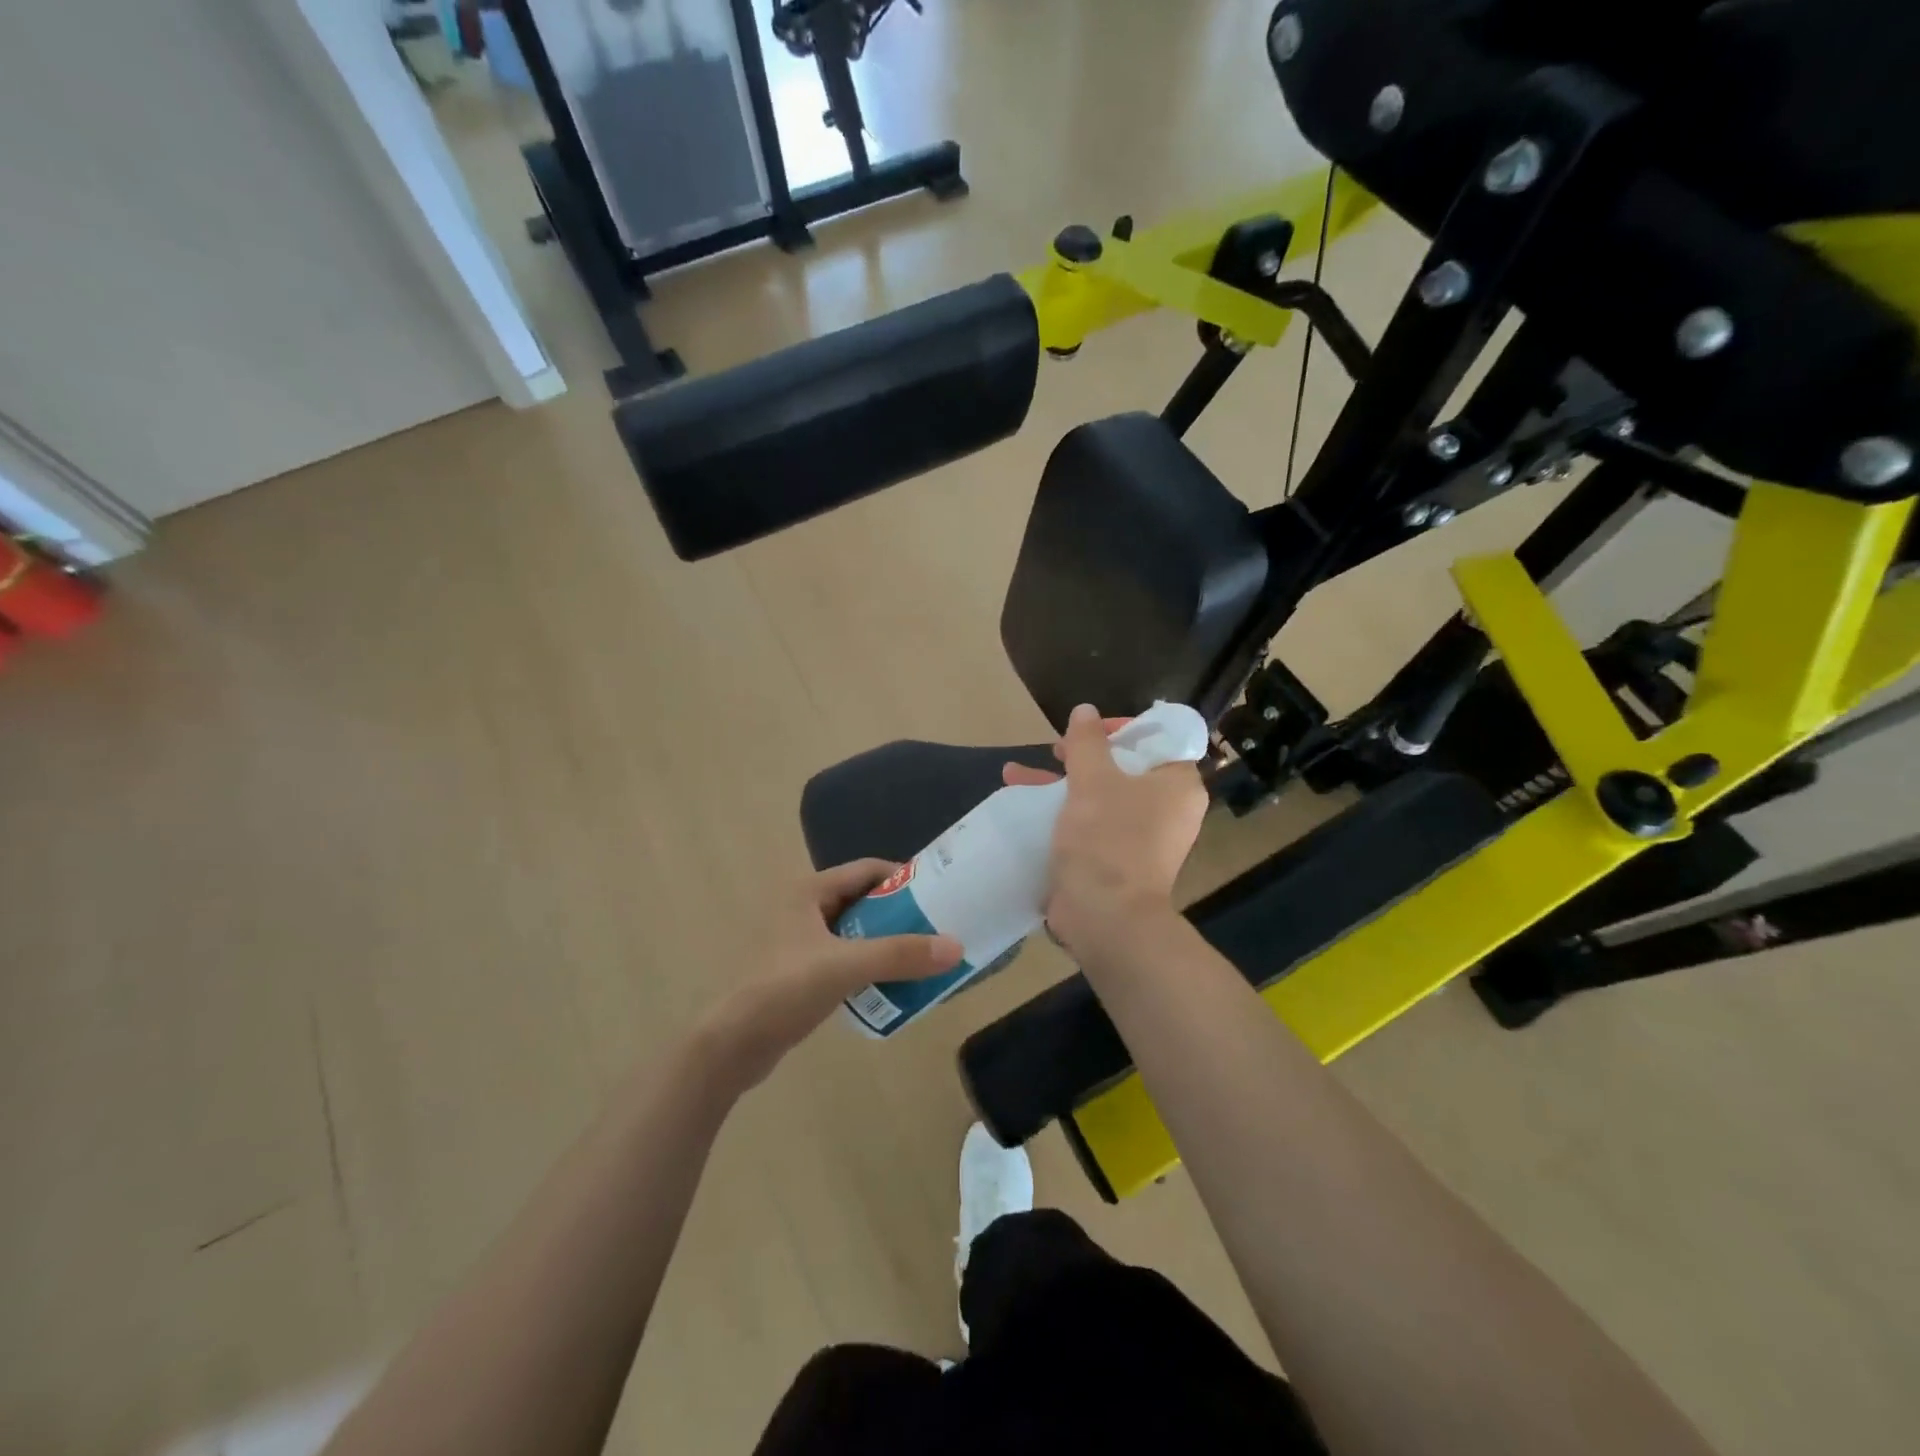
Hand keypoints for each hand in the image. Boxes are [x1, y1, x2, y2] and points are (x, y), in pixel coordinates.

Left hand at [698, 860, 962, 1090]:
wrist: (734, 1045)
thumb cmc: (786, 989)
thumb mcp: (847, 966)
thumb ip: (900, 955)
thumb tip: (955, 947)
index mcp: (809, 890)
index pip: (867, 870)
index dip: (904, 877)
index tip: (939, 893)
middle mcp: (804, 908)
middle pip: (864, 900)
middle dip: (900, 914)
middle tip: (937, 929)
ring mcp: (800, 941)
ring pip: (856, 932)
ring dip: (887, 942)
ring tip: (922, 957)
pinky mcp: (800, 971)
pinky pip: (845, 958)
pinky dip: (869, 965)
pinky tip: (892, 984)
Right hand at [1003, 703, 1207, 958]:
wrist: (1106, 919)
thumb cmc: (1108, 840)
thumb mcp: (1093, 781)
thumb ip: (1087, 742)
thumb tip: (1085, 711)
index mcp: (1176, 785)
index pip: (1159, 739)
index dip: (1124, 727)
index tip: (1090, 729)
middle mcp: (1166, 809)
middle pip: (1124, 766)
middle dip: (1081, 755)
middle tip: (1055, 748)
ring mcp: (1141, 837)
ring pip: (1100, 795)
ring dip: (1061, 782)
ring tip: (1016, 772)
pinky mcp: (1115, 859)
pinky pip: (1090, 823)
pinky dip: (1062, 811)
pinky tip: (1020, 802)